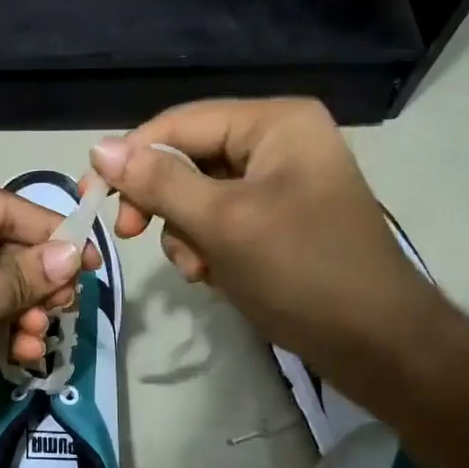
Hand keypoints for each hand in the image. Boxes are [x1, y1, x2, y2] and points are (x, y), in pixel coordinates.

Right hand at [87, 98, 440, 399]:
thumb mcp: (222, 222)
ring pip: (198, 195)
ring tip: (200, 269)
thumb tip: (99, 148)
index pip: (179, 124)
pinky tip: (215, 276)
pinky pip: (220, 221)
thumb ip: (159, 182)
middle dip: (164, 203)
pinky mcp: (278, 220)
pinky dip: (207, 247)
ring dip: (185, 232)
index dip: (130, 158)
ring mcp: (280, 182)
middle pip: (187, 158)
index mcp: (273, 123)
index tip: (92, 200)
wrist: (376, 344)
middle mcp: (277, 142)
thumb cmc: (301, 272)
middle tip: (130, 235)